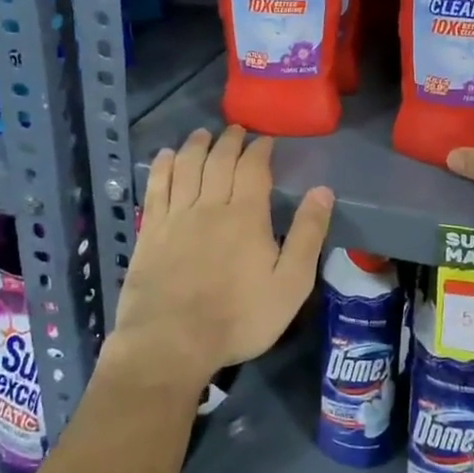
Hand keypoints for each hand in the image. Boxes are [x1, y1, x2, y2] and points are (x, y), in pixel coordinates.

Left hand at [110, 126, 333, 392]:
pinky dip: (163, 166)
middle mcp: (210, 205)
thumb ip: (308, 235)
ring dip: (196, 145)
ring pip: (187, 166)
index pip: (254, 168)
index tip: (265, 140)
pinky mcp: (150, 230)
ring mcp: (176, 216)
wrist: (171, 342)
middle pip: (219, 160)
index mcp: (247, 216)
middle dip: (230, 141)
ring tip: (203, 134)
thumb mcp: (290, 285)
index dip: (260, 150)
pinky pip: (156, 187)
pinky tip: (167, 156)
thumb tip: (323, 191)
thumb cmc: (239, 318)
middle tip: (236, 131)